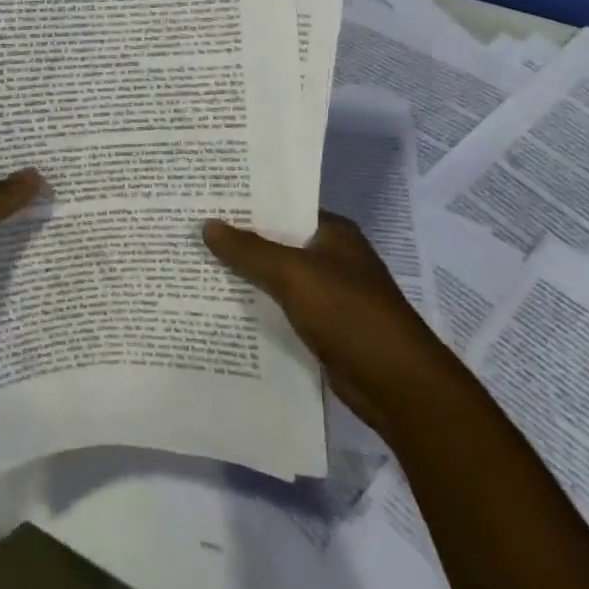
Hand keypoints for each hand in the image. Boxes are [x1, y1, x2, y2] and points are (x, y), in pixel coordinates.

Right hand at [203, 211, 455, 429]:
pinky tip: (221, 307)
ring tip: (195, 266)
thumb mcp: (294, 274)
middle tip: (190, 233)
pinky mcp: (323, 329)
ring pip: (276, 278)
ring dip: (244, 277)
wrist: (398, 386)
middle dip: (238, 242)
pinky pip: (281, 309)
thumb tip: (207, 225)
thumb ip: (249, 250)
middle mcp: (332, 259)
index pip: (283, 208)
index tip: (205, 203)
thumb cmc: (350, 314)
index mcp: (334, 233)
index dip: (246, 205)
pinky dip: (257, 308)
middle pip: (276, 243)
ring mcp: (329, 295)